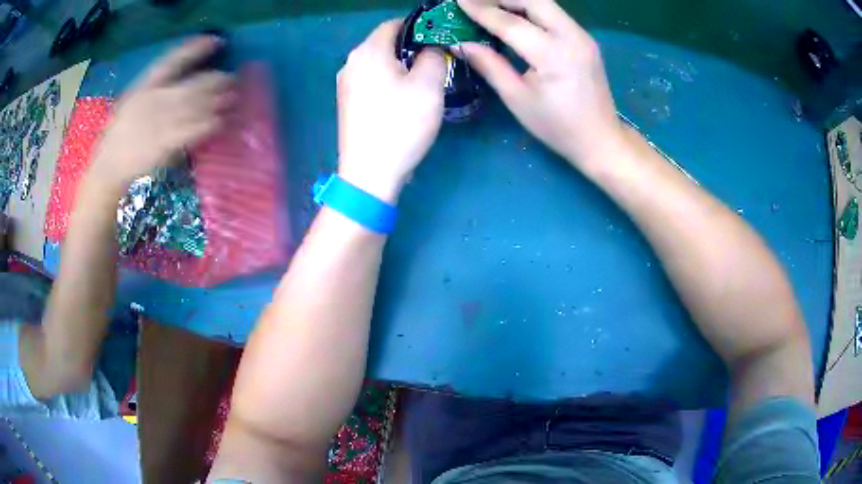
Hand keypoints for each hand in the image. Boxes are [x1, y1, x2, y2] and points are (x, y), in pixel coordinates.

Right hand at [90, 36, 235, 188]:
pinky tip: (221, 121)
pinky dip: (210, 124)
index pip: (173, 60)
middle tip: (232, 79)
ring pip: (197, 106)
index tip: (215, 40)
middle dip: (216, 80)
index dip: (196, 49)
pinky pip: (194, 130)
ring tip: (233, 97)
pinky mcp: (167, 143)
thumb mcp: (132, 103)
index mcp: (144, 86)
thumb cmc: (118, 135)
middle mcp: (156, 98)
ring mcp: (162, 121)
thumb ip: (154, 91)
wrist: (109, 167)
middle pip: (193, 84)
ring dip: (219, 100)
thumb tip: (179, 82)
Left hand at [337, 20, 446, 203]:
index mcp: (368, 51)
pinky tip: (401, 102)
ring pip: (378, 64)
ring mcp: (345, 85)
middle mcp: (351, 62)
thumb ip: (433, 56)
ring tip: (422, 85)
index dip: (418, 28)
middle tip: (435, 65)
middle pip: (384, 44)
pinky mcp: (346, 104)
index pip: (394, 24)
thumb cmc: (401, 124)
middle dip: (411, 49)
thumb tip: (429, 49)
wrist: (369, 173)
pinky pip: (371, 82)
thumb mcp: (429, 85)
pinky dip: (388, 83)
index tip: (438, 42)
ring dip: (400, 68)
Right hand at [458, 0, 621, 167]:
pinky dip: (530, 9)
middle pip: (532, 0)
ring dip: (515, 0)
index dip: (480, 10)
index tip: (458, 1)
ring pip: (544, 3)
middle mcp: (572, 36)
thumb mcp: (518, 99)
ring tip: (490, 6)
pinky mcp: (584, 38)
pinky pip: (553, 13)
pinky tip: (514, 16)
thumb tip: (461, 44)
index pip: (510, 22)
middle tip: (474, 2)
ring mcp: (582, 35)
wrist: (600, 138)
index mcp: (553, 55)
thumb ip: (490, 66)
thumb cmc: (558, 126)